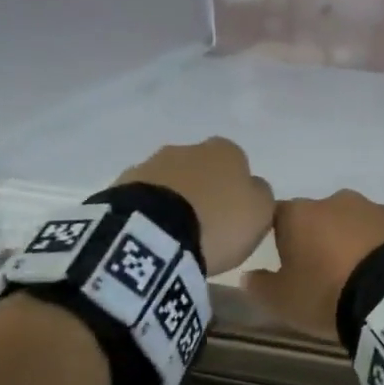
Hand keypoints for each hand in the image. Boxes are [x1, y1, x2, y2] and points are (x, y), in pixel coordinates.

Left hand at [118, 138, 273, 276]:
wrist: (154, 233)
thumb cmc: (218, 222)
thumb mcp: (261, 213)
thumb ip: (261, 195)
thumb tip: (252, 188)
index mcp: (225, 151)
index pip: (237, 162)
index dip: (236, 188)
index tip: (234, 215)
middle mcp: (187, 148)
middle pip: (201, 168)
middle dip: (203, 190)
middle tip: (206, 225)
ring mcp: (151, 164)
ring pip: (170, 181)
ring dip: (175, 200)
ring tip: (177, 236)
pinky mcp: (122, 185)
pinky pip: (145, 198)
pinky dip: (151, 211)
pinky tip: (154, 235)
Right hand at [243, 190, 383, 340]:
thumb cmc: (328, 294)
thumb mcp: (284, 302)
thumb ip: (261, 287)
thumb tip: (247, 276)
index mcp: (300, 215)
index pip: (279, 217)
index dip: (281, 241)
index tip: (289, 265)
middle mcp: (337, 201)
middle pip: (321, 219)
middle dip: (322, 241)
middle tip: (327, 276)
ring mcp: (377, 208)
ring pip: (358, 224)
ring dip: (356, 244)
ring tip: (362, 280)